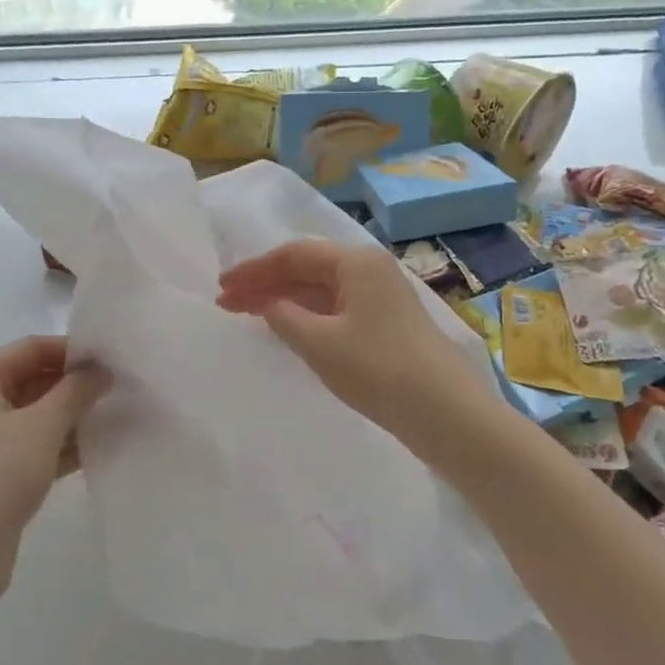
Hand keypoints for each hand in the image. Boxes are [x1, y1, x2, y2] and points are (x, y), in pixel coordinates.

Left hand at [0, 336, 110, 611]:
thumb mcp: (41, 426)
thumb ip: (75, 391)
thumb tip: (101, 371)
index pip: (28, 349)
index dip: (69, 350)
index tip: (110, 359)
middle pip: (32, 380)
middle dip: (74, 383)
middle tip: (119, 387)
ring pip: (36, 415)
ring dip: (72, 415)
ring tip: (117, 414)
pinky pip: (35, 446)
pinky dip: (63, 444)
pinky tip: (99, 447)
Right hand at [217, 239, 491, 441]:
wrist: (443, 410)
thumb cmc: (376, 368)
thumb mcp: (319, 342)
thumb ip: (283, 316)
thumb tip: (266, 303)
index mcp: (355, 261)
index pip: (293, 254)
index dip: (253, 270)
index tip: (221, 288)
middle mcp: (369, 269)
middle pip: (307, 268)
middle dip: (265, 284)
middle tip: (227, 303)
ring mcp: (381, 295)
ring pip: (321, 289)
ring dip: (284, 300)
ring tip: (249, 314)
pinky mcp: (385, 322)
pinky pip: (335, 307)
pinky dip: (307, 315)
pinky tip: (288, 327)